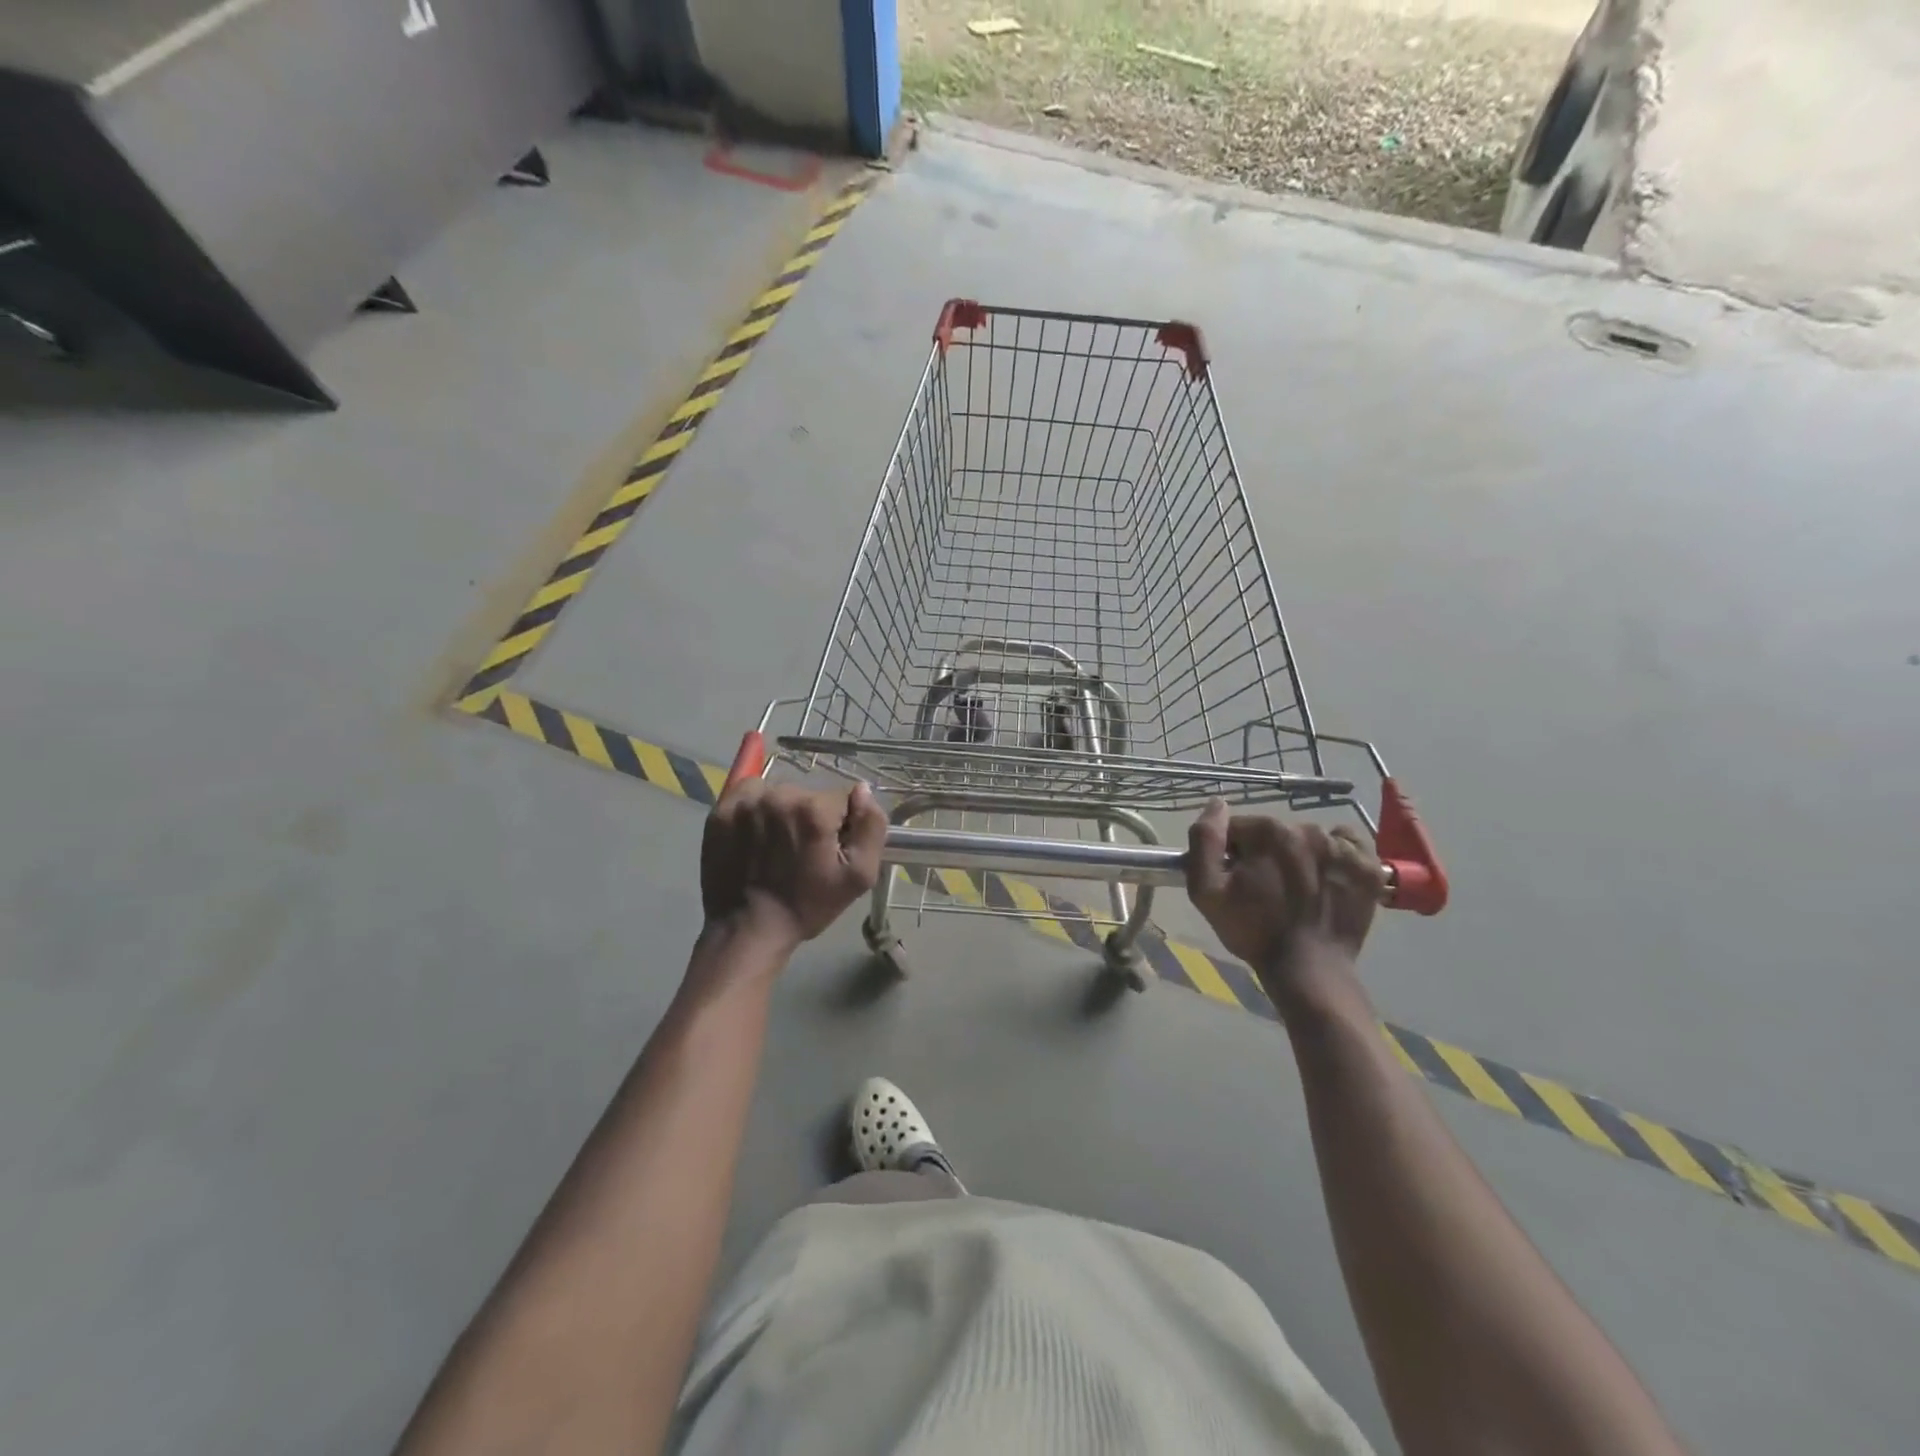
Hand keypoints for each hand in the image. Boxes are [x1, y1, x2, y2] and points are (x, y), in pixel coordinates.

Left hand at [700, 780, 887, 952]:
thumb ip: (871, 826)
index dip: (841, 824)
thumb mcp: (859, 876)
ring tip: (776, 844)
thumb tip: (863, 790)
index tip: (829, 849)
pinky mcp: (722, 811)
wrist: (748, 929)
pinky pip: (749, 792)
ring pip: (779, 793)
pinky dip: (756, 807)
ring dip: (783, 811)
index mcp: (815, 810)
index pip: (841, 799)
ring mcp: (746, 802)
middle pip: (809, 795)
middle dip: (811, 817)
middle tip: (802, 851)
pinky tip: (755, 833)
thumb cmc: (807, 905)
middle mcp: (779, 796)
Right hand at [1185, 799, 1383, 1004]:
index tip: (1235, 880)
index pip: (1239, 828)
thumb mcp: (1206, 890)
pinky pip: (1347, 843)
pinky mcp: (1369, 867)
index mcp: (1267, 831)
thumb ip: (1204, 840)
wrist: (1308, 970)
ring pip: (1309, 839)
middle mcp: (1307, 829)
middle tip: (1265, 890)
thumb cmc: (1253, 931)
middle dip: (1265, 854)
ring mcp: (1343, 847)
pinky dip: (1336, 855)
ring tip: (1298, 892)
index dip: (1231, 853)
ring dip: (1299, 857)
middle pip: (1274, 833)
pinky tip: (1327, 879)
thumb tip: (1217, 804)